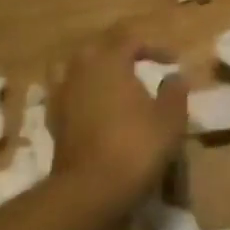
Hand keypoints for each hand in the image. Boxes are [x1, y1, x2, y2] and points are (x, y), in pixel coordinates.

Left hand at [47, 25, 186, 215]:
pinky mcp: (54, 120)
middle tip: (141, 63)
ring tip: (113, 81)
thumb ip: (174, 92)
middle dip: (120, 51)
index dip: (154, 46)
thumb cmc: (136, 147)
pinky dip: (81, 93)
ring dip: (94, 68)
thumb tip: (175, 76)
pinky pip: (66, 92)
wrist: (90, 190)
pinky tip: (95, 107)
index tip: (173, 61)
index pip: (131, 39)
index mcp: (110, 60)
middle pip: (98, 46)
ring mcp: (63, 94)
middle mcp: (81, 69)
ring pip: (75, 67)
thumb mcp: (170, 119)